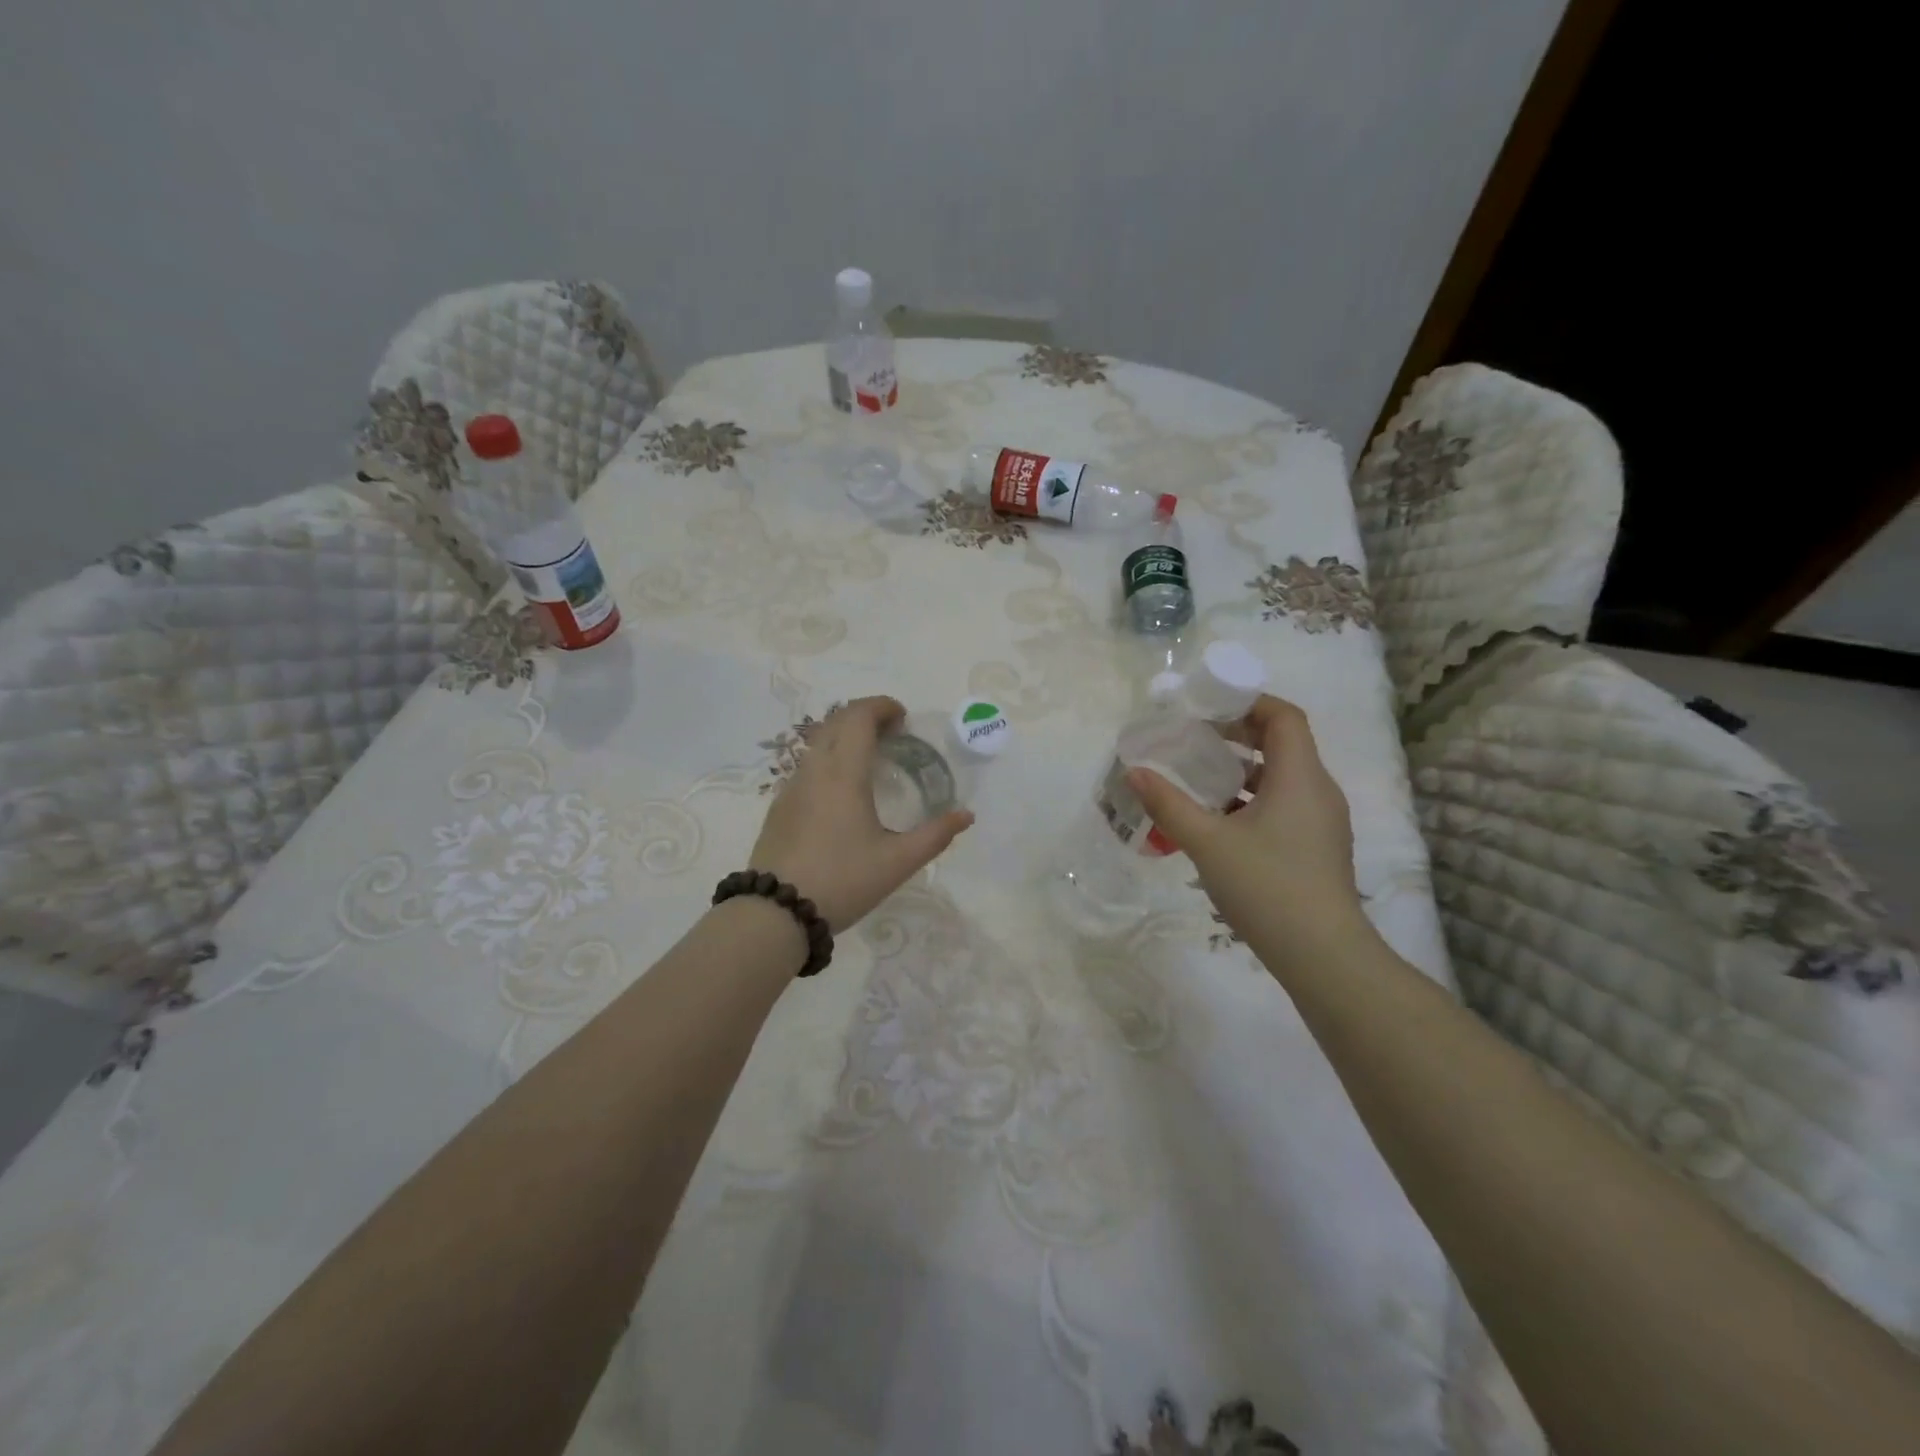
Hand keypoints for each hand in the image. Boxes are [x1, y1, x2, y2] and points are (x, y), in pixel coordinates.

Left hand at [749, 697, 974, 931]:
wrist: (776, 912)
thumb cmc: (843, 881)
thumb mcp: (897, 862)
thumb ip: (935, 835)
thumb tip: (966, 815)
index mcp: (844, 774)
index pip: (859, 717)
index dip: (881, 706)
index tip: (903, 717)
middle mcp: (815, 770)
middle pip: (836, 721)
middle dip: (865, 715)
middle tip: (892, 733)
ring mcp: (791, 787)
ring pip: (818, 742)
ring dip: (844, 736)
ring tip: (869, 759)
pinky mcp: (779, 807)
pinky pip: (807, 766)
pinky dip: (829, 759)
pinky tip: (841, 791)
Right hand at [1127, 694, 1364, 955]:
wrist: (1323, 956)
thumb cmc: (1267, 886)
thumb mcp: (1207, 842)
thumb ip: (1168, 804)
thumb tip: (1135, 772)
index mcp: (1300, 777)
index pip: (1284, 717)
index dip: (1248, 703)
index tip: (1208, 708)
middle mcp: (1318, 791)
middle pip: (1282, 744)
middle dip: (1237, 737)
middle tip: (1194, 741)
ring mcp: (1321, 822)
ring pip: (1281, 779)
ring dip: (1241, 773)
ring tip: (1198, 782)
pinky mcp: (1317, 848)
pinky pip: (1284, 806)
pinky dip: (1251, 802)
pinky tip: (1218, 824)